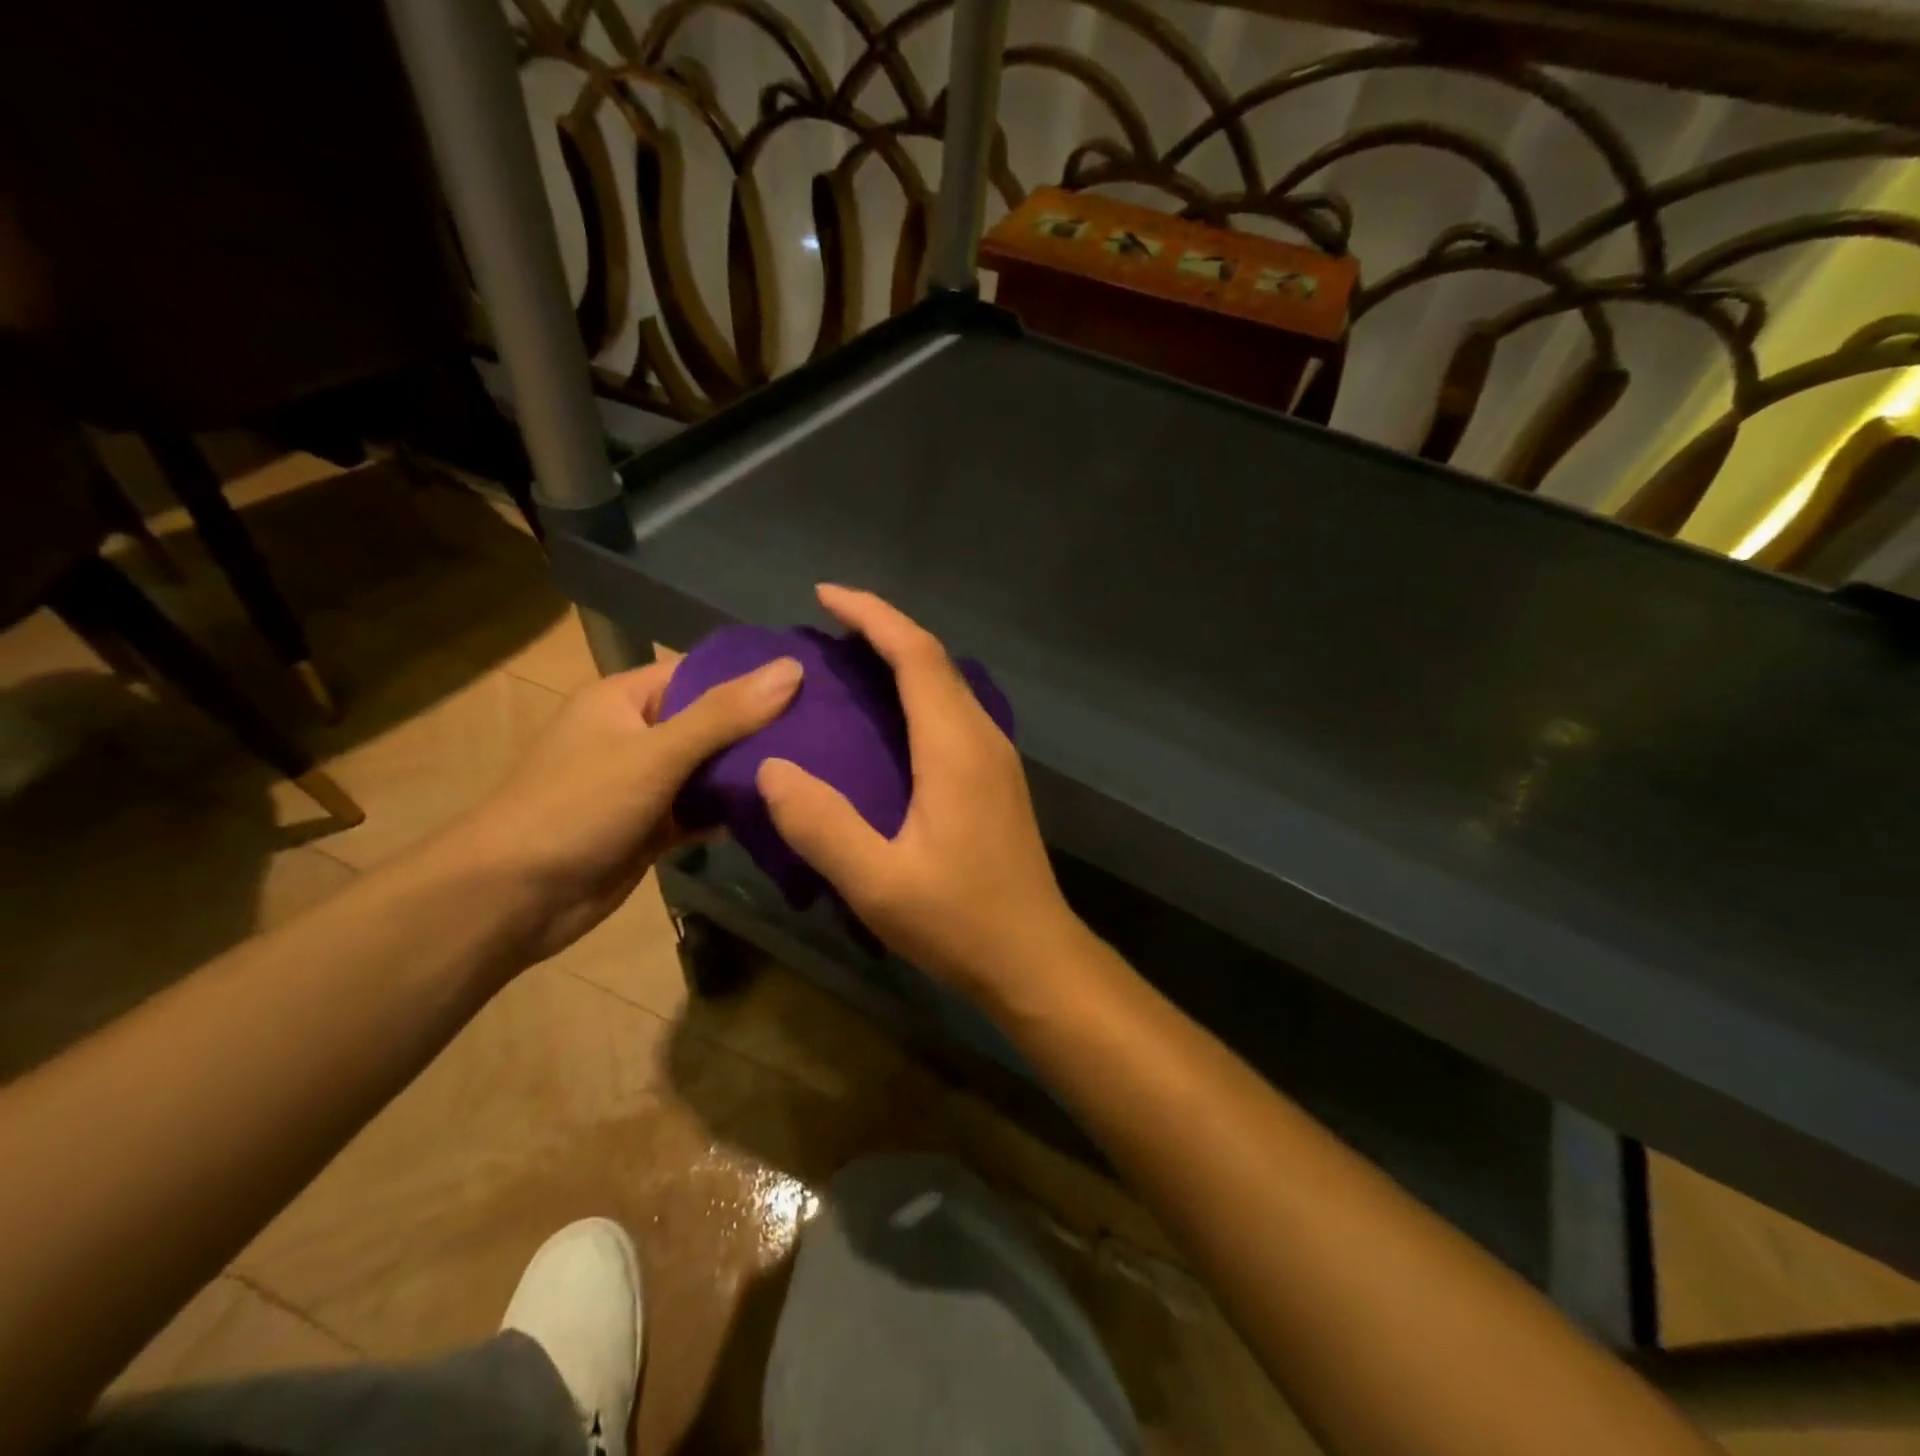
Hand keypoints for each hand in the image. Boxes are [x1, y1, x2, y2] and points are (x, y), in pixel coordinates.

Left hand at [445, 650, 802, 964]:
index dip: (753, 677)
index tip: (814, 684)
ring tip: (817, 770)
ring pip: (709, 770)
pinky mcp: (652, 827)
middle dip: (761, 729)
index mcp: (625, 698)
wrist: (513, 899)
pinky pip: (701, 810)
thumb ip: (725, 714)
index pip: (701, 673)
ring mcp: (644, 783)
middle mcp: (636, 734)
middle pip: (711, 722)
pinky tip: (778, 813)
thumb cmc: (578, 807)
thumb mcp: (656, 753)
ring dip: (749, 774)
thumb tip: (793, 667)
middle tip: (828, 732)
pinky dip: (730, 813)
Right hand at [757, 586, 1082, 996]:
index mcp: (955, 747)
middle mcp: (982, 737)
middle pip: (935, 659)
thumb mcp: (878, 883)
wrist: (1035, 958)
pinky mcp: (997, 780)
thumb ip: (822, 825)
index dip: (872, 616)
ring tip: (849, 663)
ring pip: (948, 684)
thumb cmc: (960, 921)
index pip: (916, 655)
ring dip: (902, 659)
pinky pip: (953, 712)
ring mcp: (996, 758)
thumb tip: (772, 769)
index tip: (824, 595)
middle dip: (883, 629)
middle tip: (827, 628)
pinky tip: (888, 721)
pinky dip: (917, 693)